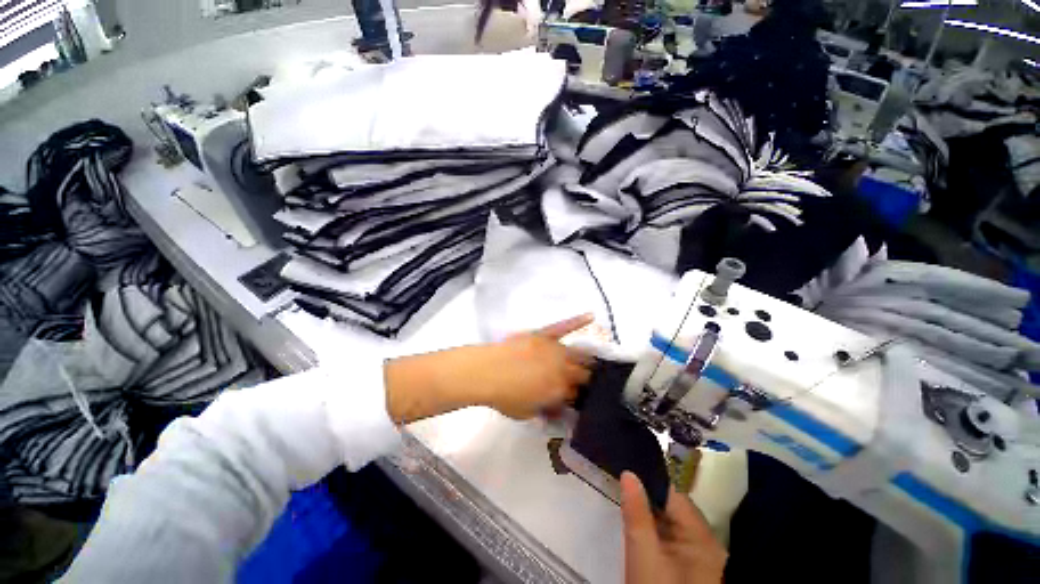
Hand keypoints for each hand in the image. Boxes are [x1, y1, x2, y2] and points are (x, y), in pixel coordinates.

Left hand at [384, 315, 593, 422]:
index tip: (577, 397)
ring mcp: (554, 349)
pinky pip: (564, 326)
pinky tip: (591, 316)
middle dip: (586, 379)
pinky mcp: (544, 335)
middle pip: (583, 373)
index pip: (578, 394)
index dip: (579, 397)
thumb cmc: (504, 396)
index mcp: (559, 390)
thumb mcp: (527, 413)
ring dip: (586, 359)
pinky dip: (578, 321)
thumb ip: (546, 412)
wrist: (486, 371)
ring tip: (592, 362)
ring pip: (578, 353)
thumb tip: (559, 410)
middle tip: (586, 381)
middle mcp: (562, 368)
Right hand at [621, 471, 726, 583]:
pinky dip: (658, 533)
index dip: (651, 483)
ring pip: (674, 524)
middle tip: (624, 495)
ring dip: (652, 517)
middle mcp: (707, 543)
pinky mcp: (694, 570)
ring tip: (630, 511)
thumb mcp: (642, 553)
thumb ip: (636, 513)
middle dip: (650, 501)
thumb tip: (629, 474)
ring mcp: (702, 558)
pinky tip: (644, 536)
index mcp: (701, 537)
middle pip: (675, 509)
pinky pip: (674, 540)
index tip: (627, 476)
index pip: (676, 495)